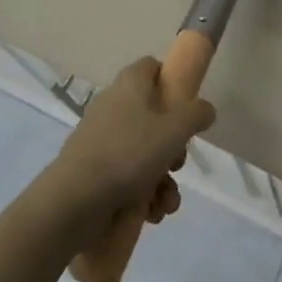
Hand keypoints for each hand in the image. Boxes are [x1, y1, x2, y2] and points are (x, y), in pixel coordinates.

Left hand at [40, 57, 216, 238]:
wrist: (75, 200)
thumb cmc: (129, 154)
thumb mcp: (174, 130)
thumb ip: (196, 115)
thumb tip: (205, 108)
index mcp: (130, 85)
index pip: (152, 67)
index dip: (172, 81)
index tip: (187, 106)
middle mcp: (113, 105)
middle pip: (153, 116)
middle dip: (173, 146)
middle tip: (178, 164)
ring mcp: (101, 138)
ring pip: (143, 152)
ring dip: (162, 179)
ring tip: (166, 203)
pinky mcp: (93, 169)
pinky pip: (126, 175)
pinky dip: (142, 193)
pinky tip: (151, 213)